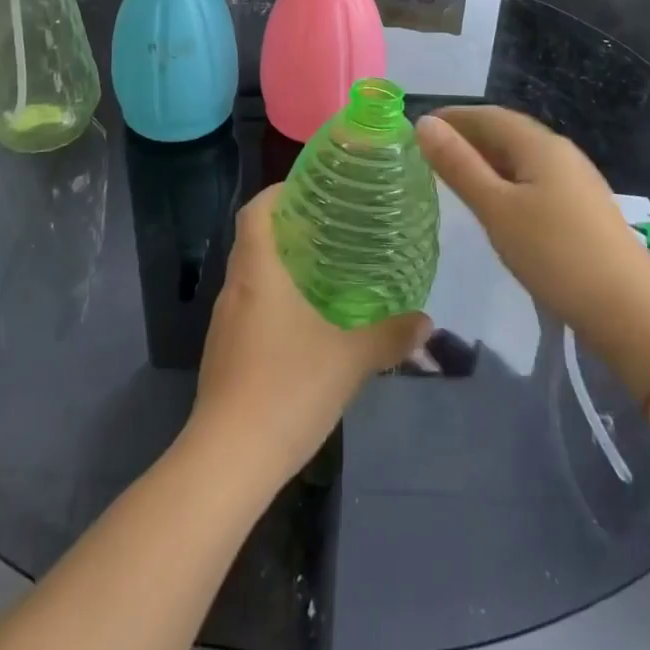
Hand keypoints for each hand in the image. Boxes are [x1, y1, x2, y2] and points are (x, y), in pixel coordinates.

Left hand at [187, 185, 429, 489]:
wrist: (229, 459)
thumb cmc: (288, 388)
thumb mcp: (350, 359)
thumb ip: (389, 336)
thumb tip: (427, 321)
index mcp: (257, 272)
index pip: (256, 210)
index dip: (278, 193)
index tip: (311, 191)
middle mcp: (234, 289)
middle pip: (254, 240)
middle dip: (288, 229)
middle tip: (331, 229)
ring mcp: (224, 323)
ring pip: (251, 277)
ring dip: (281, 268)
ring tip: (324, 272)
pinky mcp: (223, 353)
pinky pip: (248, 309)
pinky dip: (273, 301)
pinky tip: (304, 325)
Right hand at [417, 107, 649, 353]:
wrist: (631, 311)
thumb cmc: (555, 253)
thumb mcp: (496, 208)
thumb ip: (459, 165)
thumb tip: (424, 123)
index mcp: (538, 144)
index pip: (488, 115)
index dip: (453, 117)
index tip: (417, 128)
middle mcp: (559, 152)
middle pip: (506, 133)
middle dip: (467, 137)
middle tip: (428, 154)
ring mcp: (575, 181)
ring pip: (520, 159)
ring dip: (485, 160)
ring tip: (453, 177)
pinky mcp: (581, 209)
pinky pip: (533, 180)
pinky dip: (505, 181)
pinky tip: (495, 205)